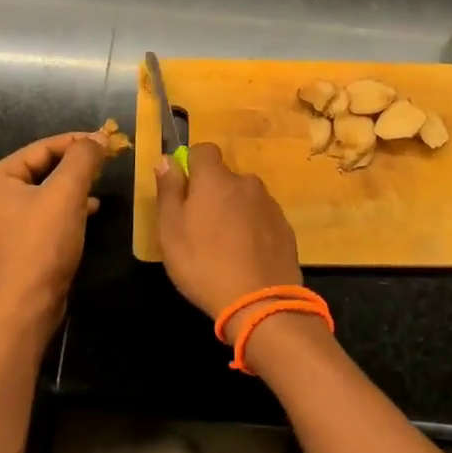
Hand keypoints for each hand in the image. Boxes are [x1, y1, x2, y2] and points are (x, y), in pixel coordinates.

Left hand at [0, 132, 107, 337]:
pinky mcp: (12, 245)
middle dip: (74, 166)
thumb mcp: (67, 193)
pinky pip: (40, 214)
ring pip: (42, 192)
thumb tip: (99, 137)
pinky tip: (87, 212)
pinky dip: (63, 208)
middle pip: (40, 169)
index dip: (76, 142)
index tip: (106, 141)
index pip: (41, 148)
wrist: (27, 305)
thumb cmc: (43, 243)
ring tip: (98, 187)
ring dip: (71, 187)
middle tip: (104, 163)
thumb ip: (83, 158)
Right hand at [155, 143, 302, 323]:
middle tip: (201, 227)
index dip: (192, 164)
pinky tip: (247, 256)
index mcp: (215, 179)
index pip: (204, 150)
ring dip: (235, 211)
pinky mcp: (285, 227)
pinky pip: (262, 218)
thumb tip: (166, 159)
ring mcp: (269, 204)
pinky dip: (253, 228)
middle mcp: (246, 182)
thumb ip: (168, 190)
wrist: (260, 302)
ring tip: (226, 246)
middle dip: (213, 193)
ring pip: (245, 198)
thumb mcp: (170, 230)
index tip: (184, 190)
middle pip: (225, 177)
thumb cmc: (204, 264)